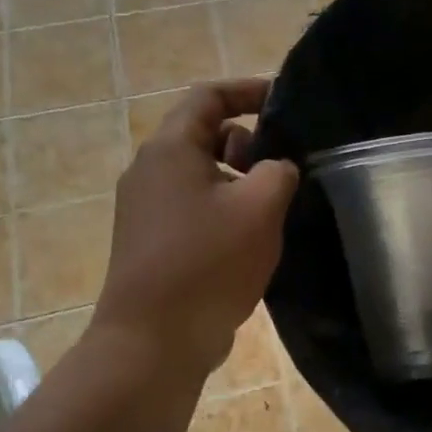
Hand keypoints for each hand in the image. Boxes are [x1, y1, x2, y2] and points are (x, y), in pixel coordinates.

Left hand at [91, 79, 299, 377]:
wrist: (153, 341)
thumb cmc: (208, 263)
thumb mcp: (259, 207)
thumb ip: (279, 171)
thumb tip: (276, 168)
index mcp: (171, 150)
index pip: (208, 96)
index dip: (249, 90)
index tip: (286, 100)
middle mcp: (150, 170)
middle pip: (205, 134)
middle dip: (249, 143)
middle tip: (282, 170)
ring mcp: (146, 208)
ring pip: (202, 174)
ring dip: (239, 180)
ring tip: (272, 209)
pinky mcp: (151, 240)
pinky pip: (194, 206)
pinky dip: (224, 208)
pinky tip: (250, 240)